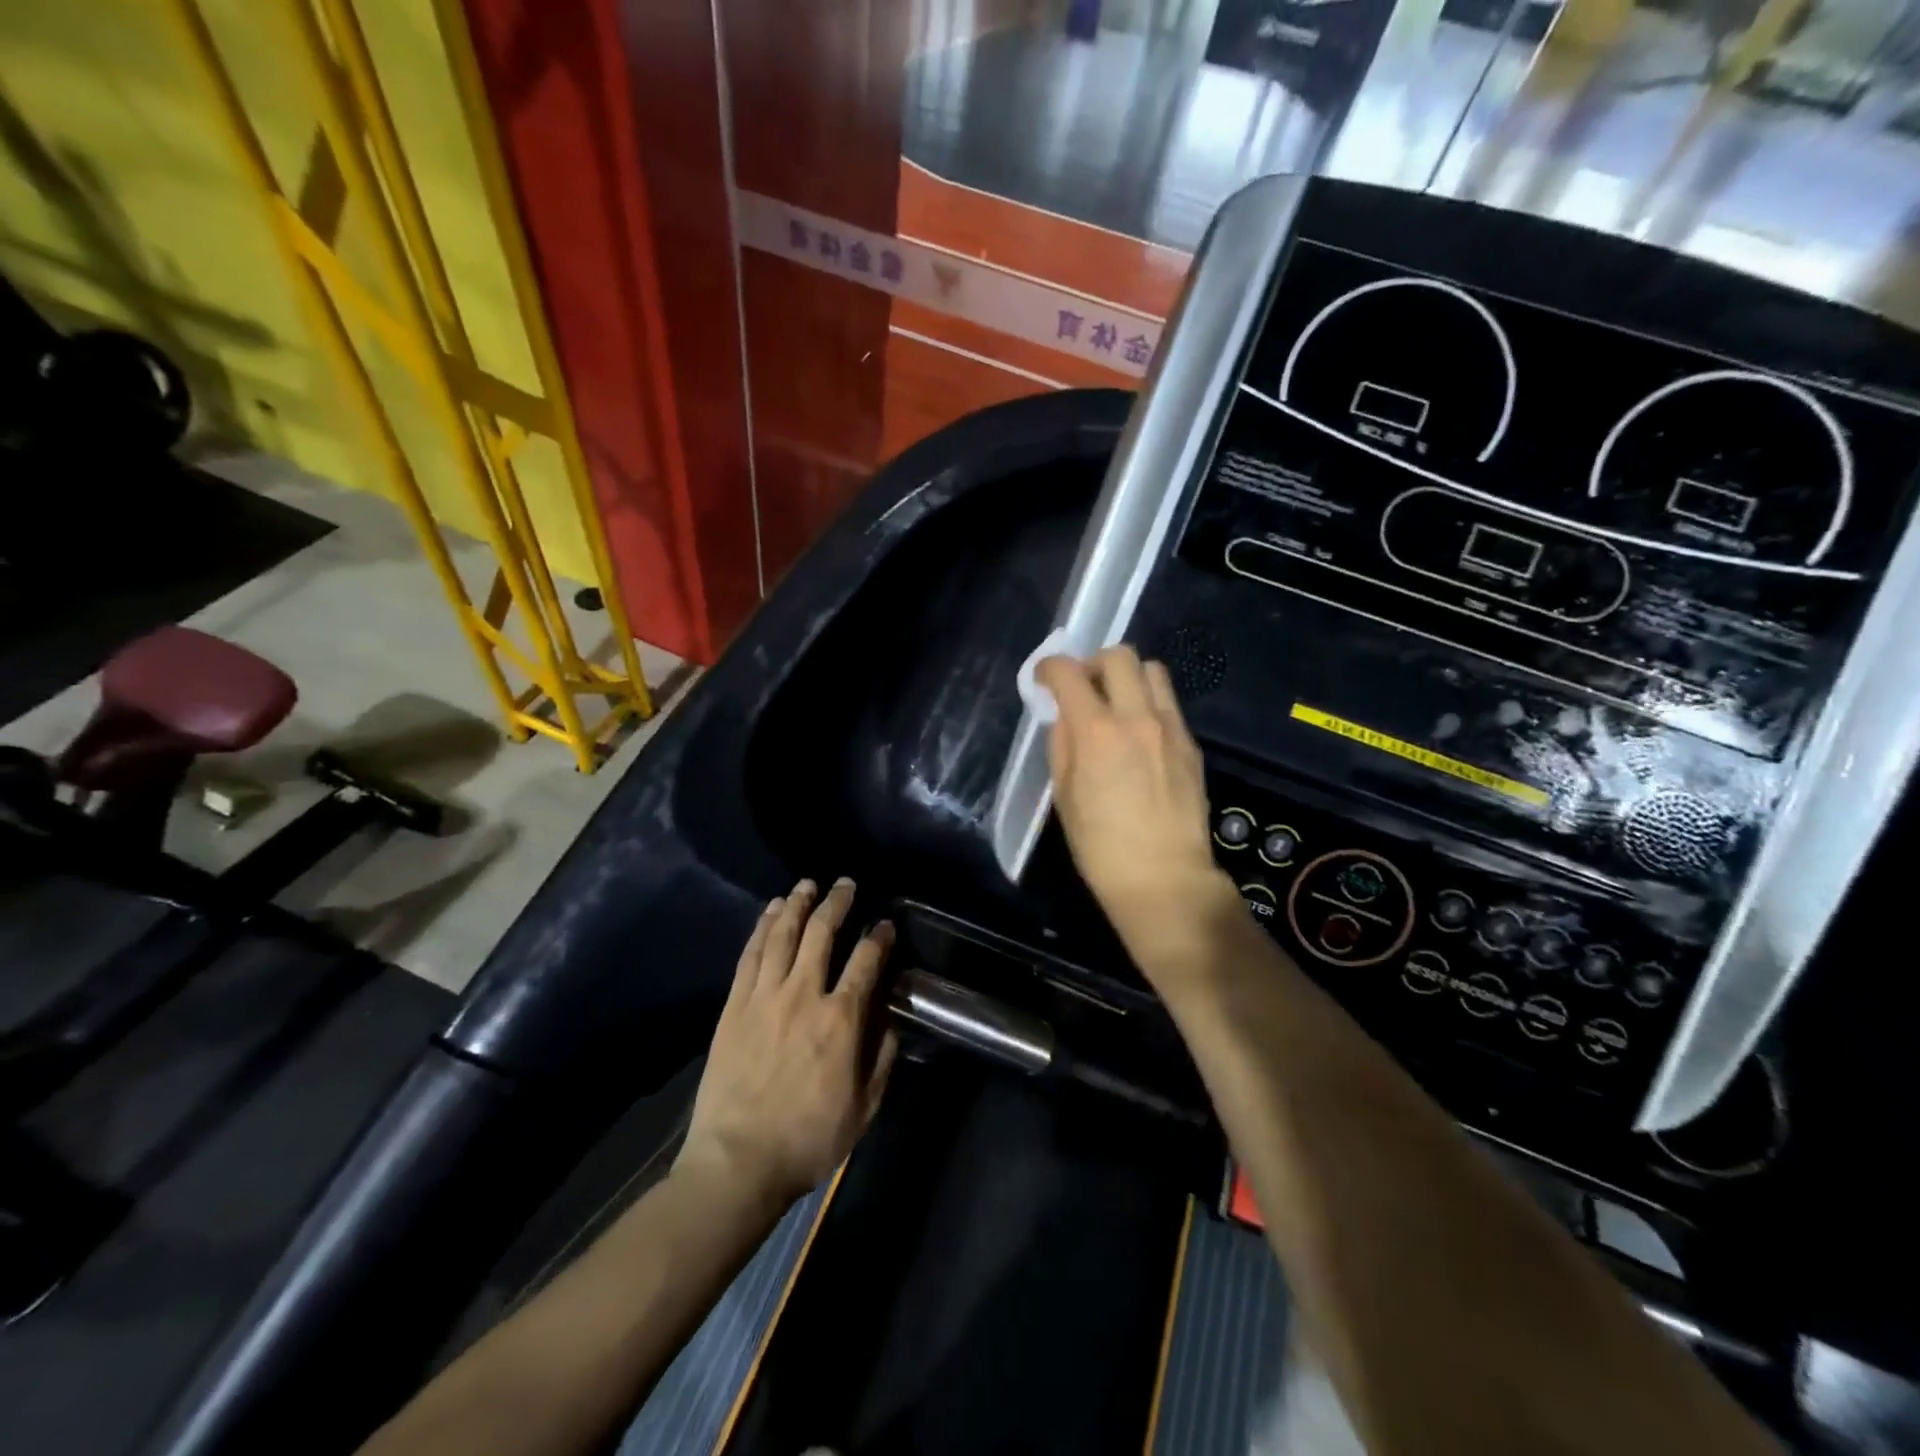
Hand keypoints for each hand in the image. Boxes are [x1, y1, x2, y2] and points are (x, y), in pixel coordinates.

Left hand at [678, 879, 898, 1207]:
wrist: (737, 1162)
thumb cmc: (808, 1139)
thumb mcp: (865, 1107)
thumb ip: (883, 1057)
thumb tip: (891, 1017)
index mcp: (841, 1020)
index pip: (866, 962)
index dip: (879, 937)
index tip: (885, 924)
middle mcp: (803, 995)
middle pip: (822, 934)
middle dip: (837, 903)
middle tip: (845, 884)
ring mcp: (764, 996)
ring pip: (782, 935)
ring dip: (797, 904)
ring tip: (807, 885)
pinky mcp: (735, 1005)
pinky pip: (750, 955)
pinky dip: (762, 927)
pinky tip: (770, 911)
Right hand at [1036, 647, 1240, 982]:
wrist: (1163, 878)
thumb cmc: (1101, 846)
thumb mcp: (1064, 795)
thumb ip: (1062, 745)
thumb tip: (1066, 716)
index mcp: (1097, 731)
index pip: (1069, 673)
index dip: (1049, 668)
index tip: (1043, 678)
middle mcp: (1137, 717)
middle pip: (1118, 655)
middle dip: (1092, 662)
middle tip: (1083, 687)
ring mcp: (1170, 728)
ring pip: (1152, 670)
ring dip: (1127, 677)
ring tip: (1116, 703)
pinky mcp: (1190, 744)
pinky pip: (1168, 704)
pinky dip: (1148, 704)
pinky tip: (1139, 736)